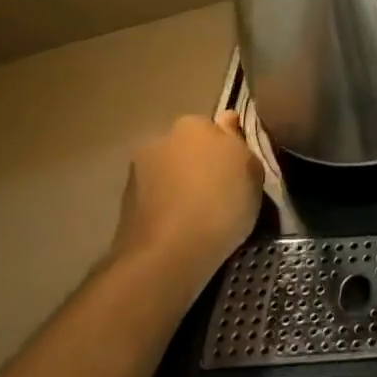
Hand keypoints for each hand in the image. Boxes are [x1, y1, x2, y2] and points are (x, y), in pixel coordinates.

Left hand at [109, 113, 263, 301]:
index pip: (215, 127)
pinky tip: (180, 230)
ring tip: (199, 216)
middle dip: (200, 164)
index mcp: (193, 124)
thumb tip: (227, 121)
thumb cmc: (221, 204)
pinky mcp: (123, 206)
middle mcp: (159, 140)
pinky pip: (156, 200)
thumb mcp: (253, 170)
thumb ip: (239, 142)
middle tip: (221, 192)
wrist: (167, 255)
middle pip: (187, 148)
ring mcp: (136, 173)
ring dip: (180, 186)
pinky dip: (166, 209)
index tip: (238, 171)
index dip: (228, 149)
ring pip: (169, 174)